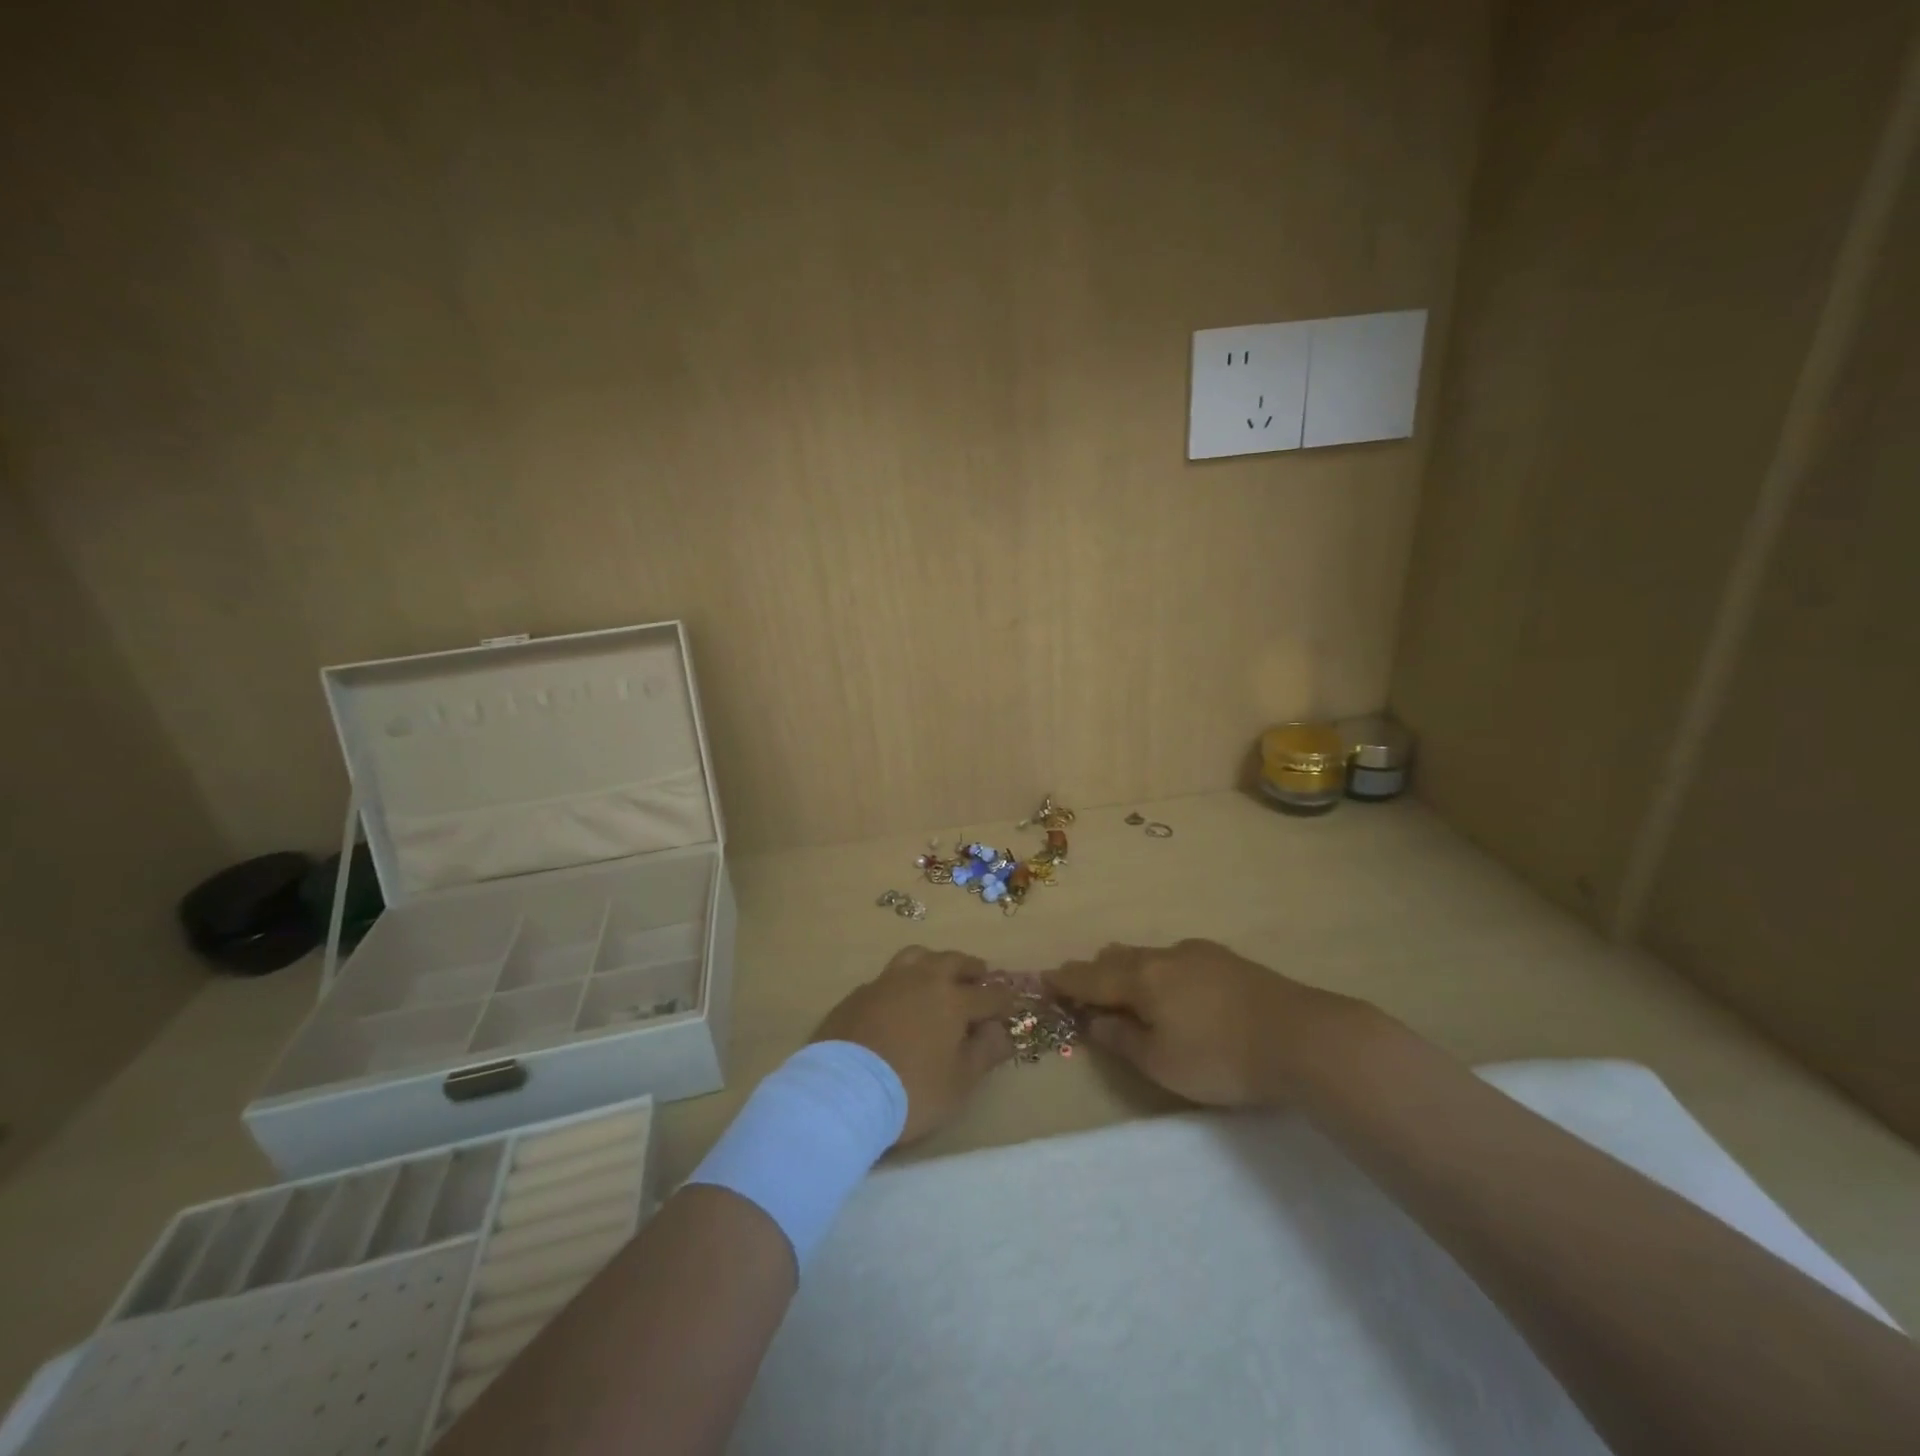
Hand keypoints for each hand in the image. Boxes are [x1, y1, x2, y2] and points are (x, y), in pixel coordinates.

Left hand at [811, 946, 1019, 1143]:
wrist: (843, 1091)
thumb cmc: (912, 1090)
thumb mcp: (960, 1082)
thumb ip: (985, 1052)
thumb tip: (1001, 1031)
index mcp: (952, 999)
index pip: (988, 994)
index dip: (1003, 1000)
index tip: (1010, 1005)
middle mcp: (922, 980)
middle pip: (953, 961)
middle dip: (971, 969)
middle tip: (979, 977)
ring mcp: (886, 982)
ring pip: (917, 956)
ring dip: (934, 962)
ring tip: (939, 975)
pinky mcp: (859, 994)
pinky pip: (888, 977)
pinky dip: (902, 982)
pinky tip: (899, 999)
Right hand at [1046, 939, 1358, 1106]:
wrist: (1302, 1037)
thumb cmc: (1221, 1057)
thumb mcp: (1161, 1063)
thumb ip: (1122, 1040)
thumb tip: (1095, 1022)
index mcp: (1141, 977)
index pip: (1090, 977)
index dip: (1065, 981)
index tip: (1044, 980)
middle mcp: (1164, 955)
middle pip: (1117, 958)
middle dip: (1095, 972)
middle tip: (1081, 989)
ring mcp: (1198, 953)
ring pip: (1147, 955)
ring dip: (1127, 969)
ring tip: (1123, 988)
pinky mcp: (1226, 960)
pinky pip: (1174, 959)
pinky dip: (1157, 971)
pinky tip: (1172, 989)